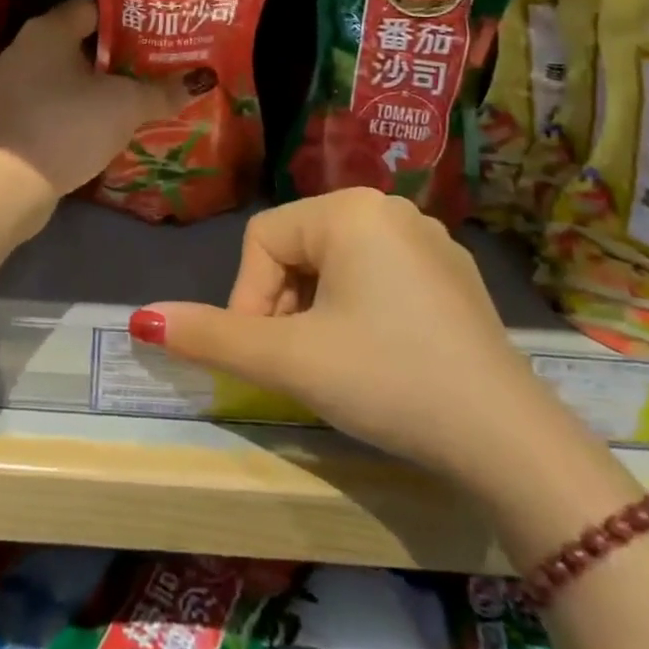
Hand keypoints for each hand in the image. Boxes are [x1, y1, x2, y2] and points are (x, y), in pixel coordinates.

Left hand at [0, 0, 190, 196]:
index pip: (92, 8)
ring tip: (136, 95)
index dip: (126, 19)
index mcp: (49, 30)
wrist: (11, 181)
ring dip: (97, 84)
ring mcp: (15, 84)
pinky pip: (54, 101)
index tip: (155, 33)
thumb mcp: (125, 105)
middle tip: (153, 65)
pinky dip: (78, 108)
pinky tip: (104, 124)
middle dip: (116, 54)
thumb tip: (201, 80)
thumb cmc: (70, 124)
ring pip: (66, 74)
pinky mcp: (14, 117)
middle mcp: (26, 48)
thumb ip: (161, 91)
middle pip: (80, 41)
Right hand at [133, 189, 555, 483]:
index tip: (262, 356)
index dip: (248, 299)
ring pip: (336, 264)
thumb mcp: (291, 359)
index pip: (262, 241)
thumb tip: (139, 321)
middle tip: (296, 365)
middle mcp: (389, 207)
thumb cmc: (387, 380)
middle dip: (283, 306)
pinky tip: (376, 356)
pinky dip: (357, 310)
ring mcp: (427, 239)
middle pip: (299, 249)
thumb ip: (211, 336)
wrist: (508, 440)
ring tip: (332, 364)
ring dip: (316, 311)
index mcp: (349, 208)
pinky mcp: (451, 274)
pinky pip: (378, 276)